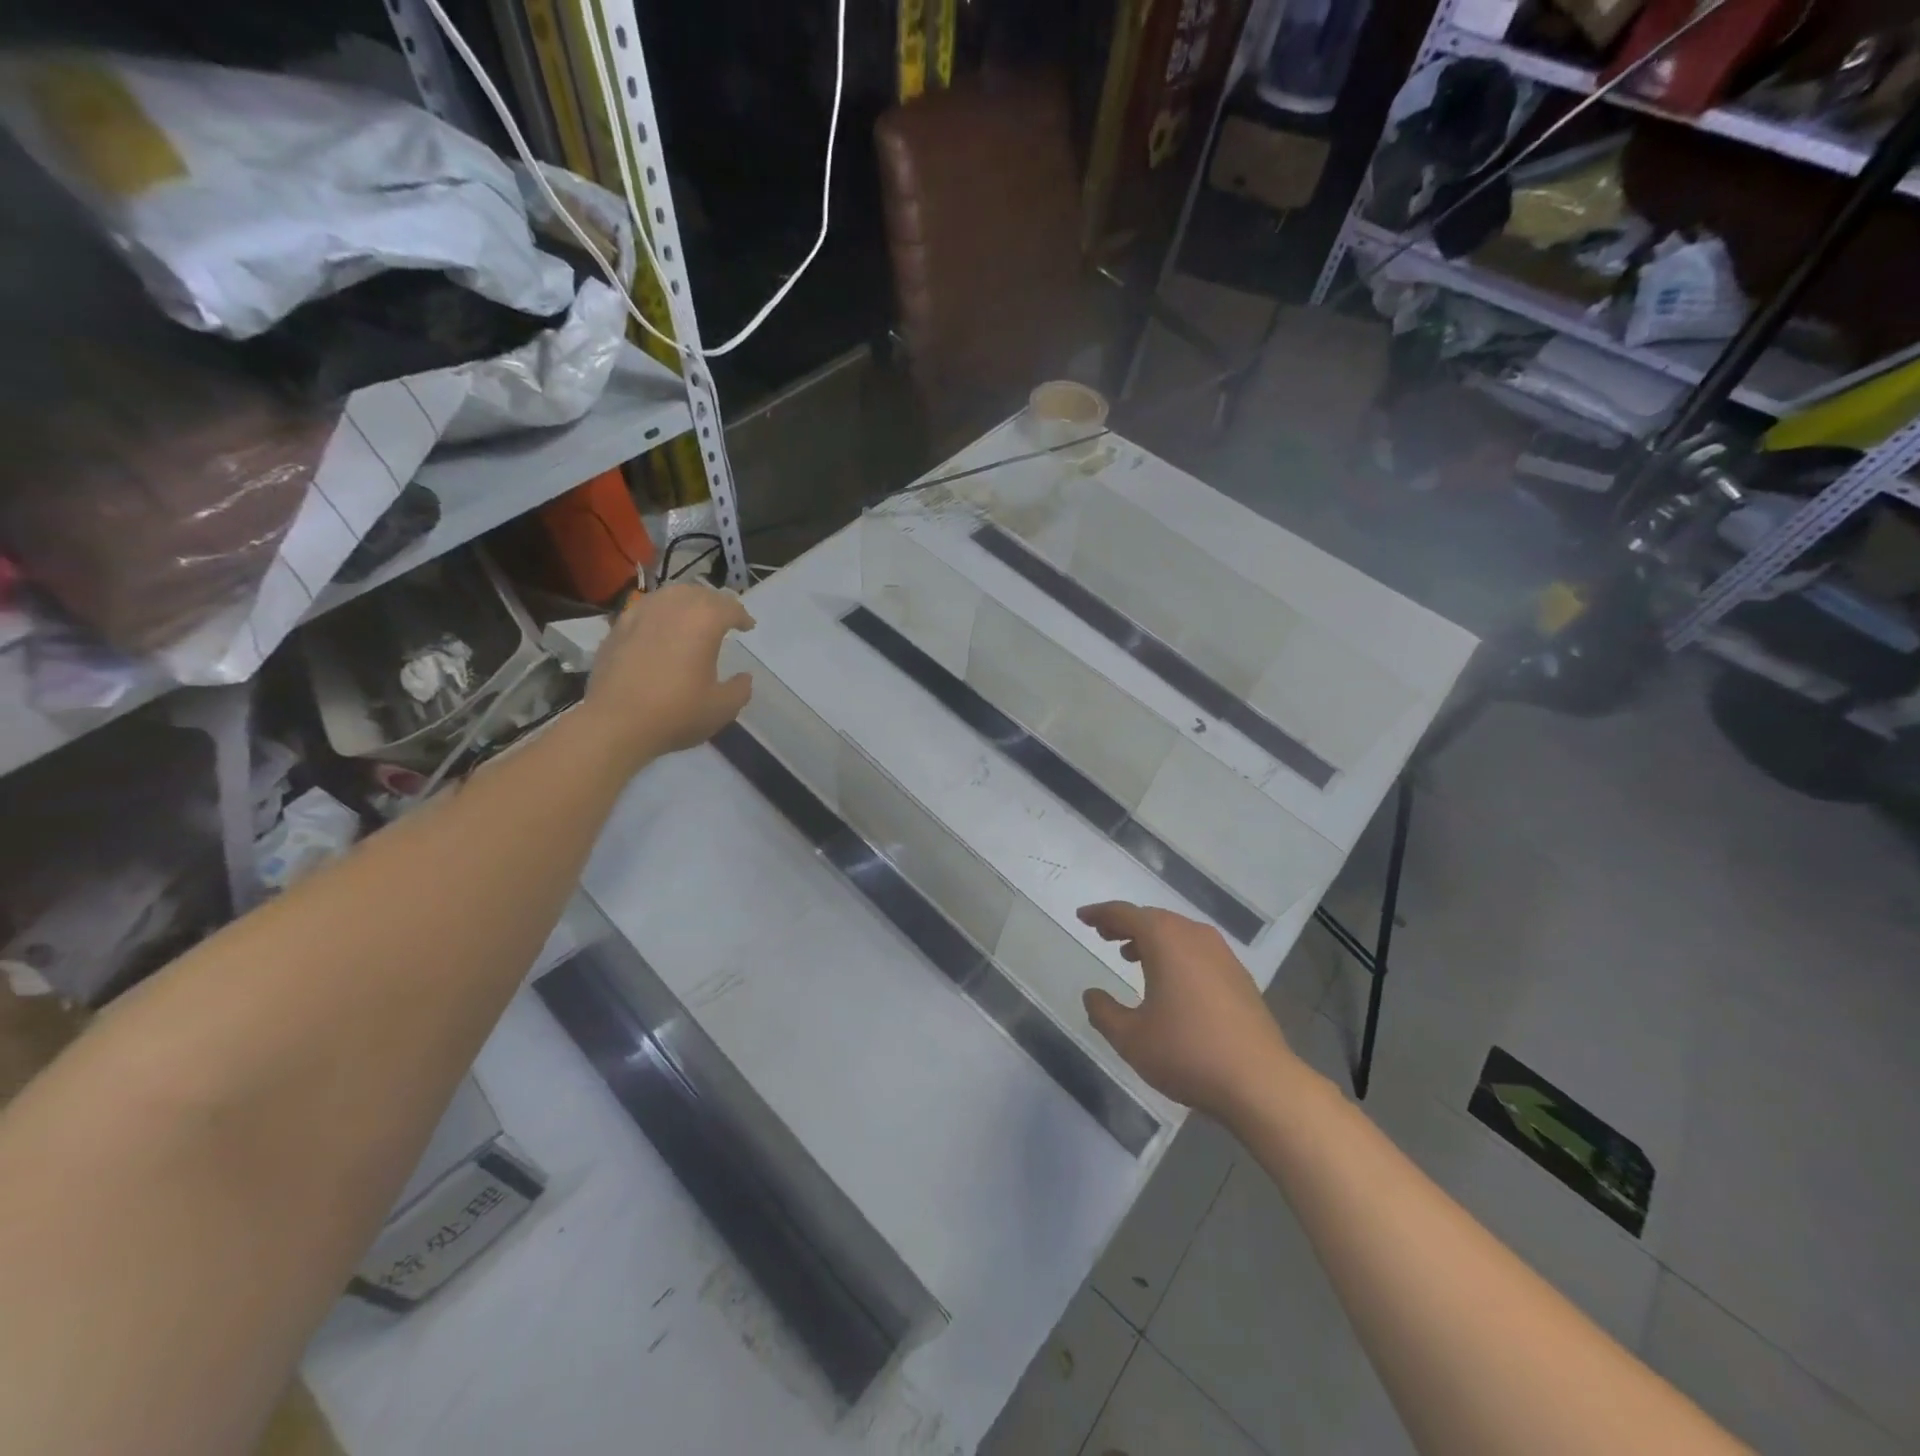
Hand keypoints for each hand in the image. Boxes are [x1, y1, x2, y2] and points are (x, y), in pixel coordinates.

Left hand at [580, 583, 754, 770]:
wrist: (615, 723)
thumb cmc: (676, 713)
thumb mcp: (723, 708)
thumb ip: (740, 689)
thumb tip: (743, 677)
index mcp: (704, 621)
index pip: (729, 607)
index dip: (742, 616)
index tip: (748, 626)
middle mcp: (672, 607)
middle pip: (699, 593)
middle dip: (715, 603)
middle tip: (723, 617)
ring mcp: (640, 614)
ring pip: (669, 595)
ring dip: (686, 602)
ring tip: (692, 617)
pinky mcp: (617, 628)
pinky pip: (645, 609)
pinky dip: (659, 612)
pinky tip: (659, 628)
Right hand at [1079, 902, 1297, 1125]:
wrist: (1260, 1083)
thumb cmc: (1187, 1053)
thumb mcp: (1130, 1038)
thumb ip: (1104, 1012)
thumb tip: (1092, 994)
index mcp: (1165, 940)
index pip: (1125, 914)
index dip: (1101, 913)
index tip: (1082, 917)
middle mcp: (1195, 936)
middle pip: (1153, 918)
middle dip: (1125, 924)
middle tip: (1103, 934)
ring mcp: (1222, 955)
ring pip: (1177, 933)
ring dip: (1151, 938)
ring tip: (1130, 956)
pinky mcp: (1239, 976)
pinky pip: (1196, 950)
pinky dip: (1175, 953)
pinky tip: (1168, 980)